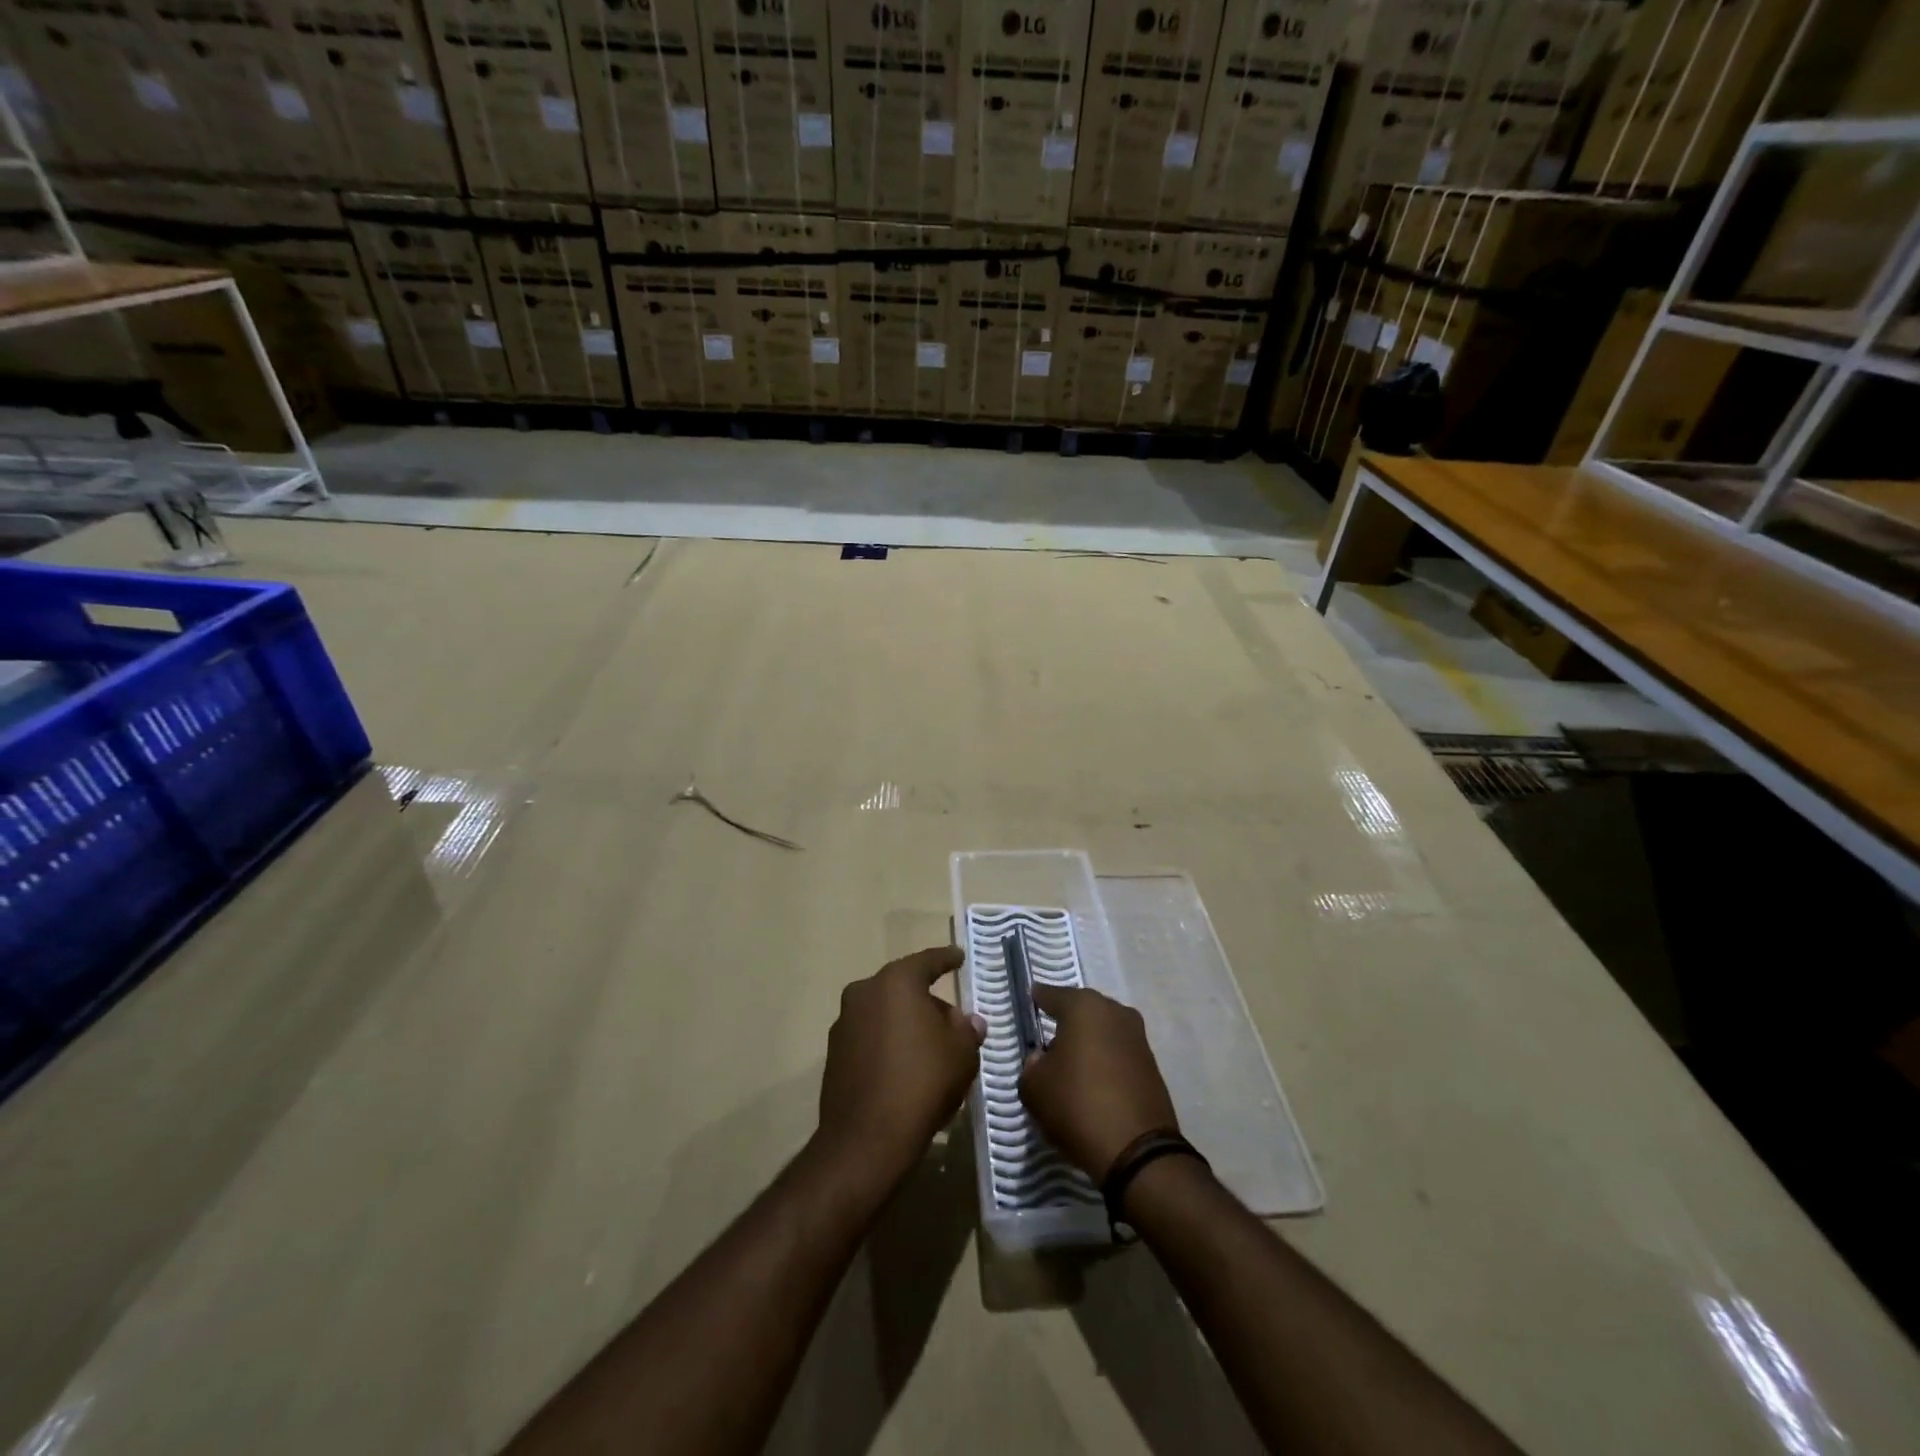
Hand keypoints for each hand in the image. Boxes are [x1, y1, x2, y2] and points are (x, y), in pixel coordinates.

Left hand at [816, 946, 985, 1186]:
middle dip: (929, 1003)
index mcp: (896, 982)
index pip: (927, 961)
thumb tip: (968, 1022)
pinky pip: (870, 1038)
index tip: (958, 957)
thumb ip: (967, 1030)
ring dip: (907, 1026)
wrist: (866, 1139)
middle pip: (904, 989)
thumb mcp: (962, 1054)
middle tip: (953, 1025)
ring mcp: (844, 1024)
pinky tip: (907, 1072)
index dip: (947, 959)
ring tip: (932, 1054)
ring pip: (885, 1014)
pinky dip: (889, 1046)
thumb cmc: (922, 1082)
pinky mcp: (834, 1055)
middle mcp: (864, 993)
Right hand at [1019, 985, 1179, 1183]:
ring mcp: (1138, 1038)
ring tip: (1071, 1063)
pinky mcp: (1151, 1065)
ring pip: (1104, 1030)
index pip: (1053, 995)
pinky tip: (1093, 1080)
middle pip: (1083, 1010)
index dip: (1039, 998)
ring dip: (1088, 1041)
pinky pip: (1119, 1053)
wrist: (1137, 1150)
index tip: (1031, 998)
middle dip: (1067, 1020)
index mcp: (1084, 1007)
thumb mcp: (1034, 1088)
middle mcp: (1114, 1012)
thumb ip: (1031, 1065)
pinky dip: (1105, 1060)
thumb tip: (1041, 1058)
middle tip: (1049, 1036)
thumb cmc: (1077, 1105)